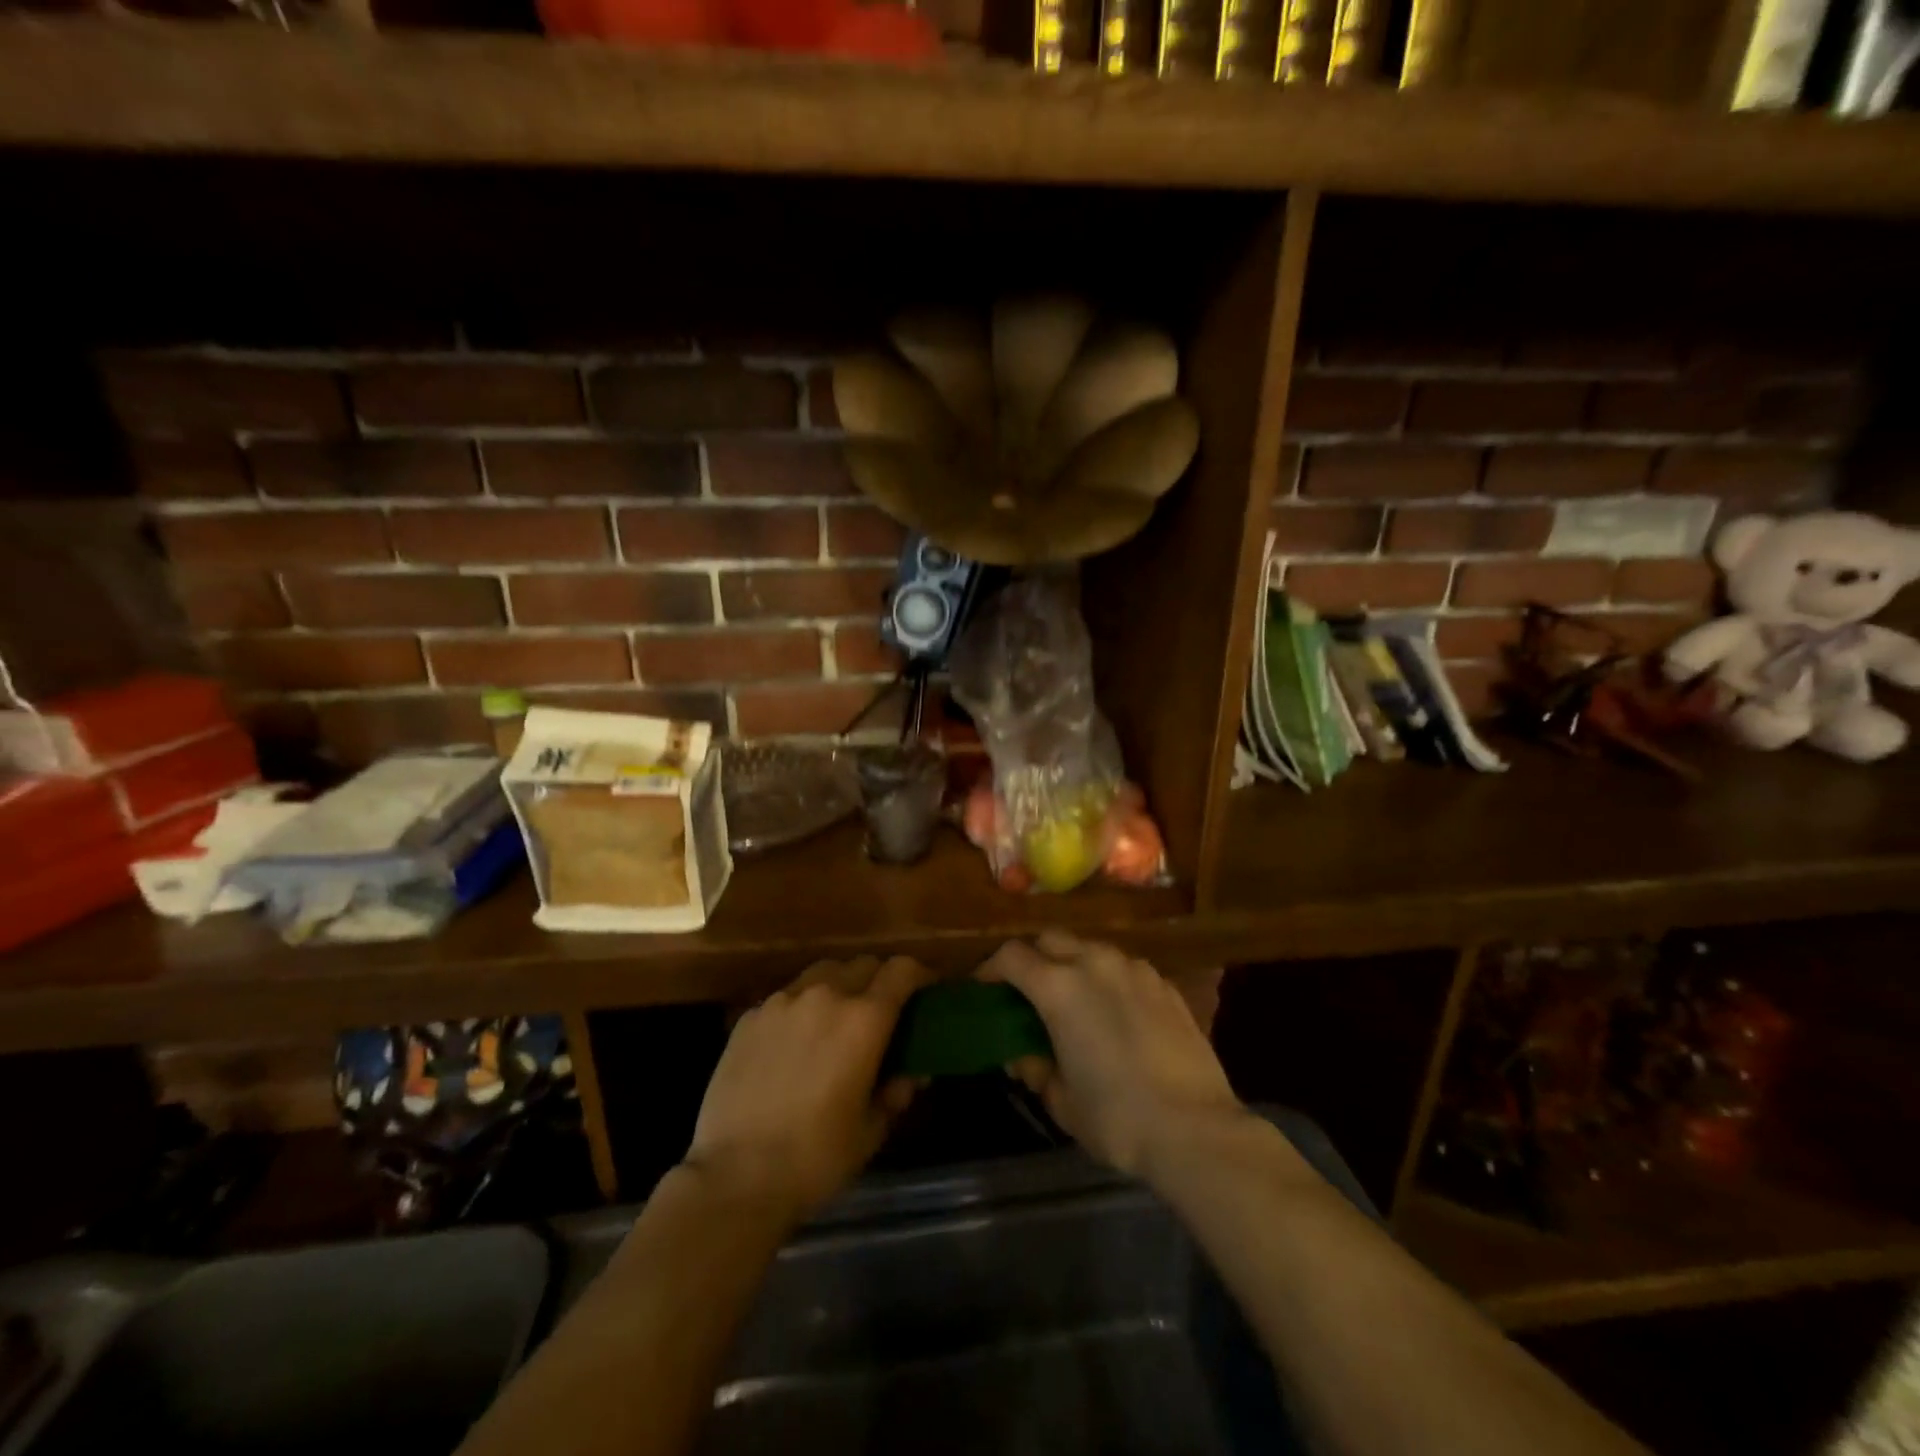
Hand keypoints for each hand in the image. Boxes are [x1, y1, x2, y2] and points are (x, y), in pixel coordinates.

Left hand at [684, 955, 932, 1223]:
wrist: (735, 1177)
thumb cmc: (815, 1158)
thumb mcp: (871, 1130)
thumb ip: (896, 1091)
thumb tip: (912, 1071)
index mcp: (864, 1019)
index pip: (902, 970)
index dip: (920, 975)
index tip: (926, 990)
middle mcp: (825, 995)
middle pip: (863, 964)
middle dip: (879, 980)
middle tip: (881, 1011)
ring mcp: (782, 1002)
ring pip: (822, 973)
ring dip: (839, 986)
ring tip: (835, 1019)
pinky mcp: (750, 1016)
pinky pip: (787, 997)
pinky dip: (801, 1007)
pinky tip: (794, 1042)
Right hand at [980, 932, 1245, 1181]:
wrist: (1196, 1129)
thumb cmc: (1117, 1119)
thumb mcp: (1061, 1101)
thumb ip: (1035, 1068)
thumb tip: (1024, 1055)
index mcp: (1059, 987)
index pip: (1011, 956)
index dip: (990, 969)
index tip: (984, 988)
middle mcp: (1094, 963)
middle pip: (1050, 939)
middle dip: (1033, 957)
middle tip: (1028, 991)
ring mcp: (1134, 969)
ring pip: (1090, 949)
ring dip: (1073, 965)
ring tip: (1075, 1001)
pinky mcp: (1164, 984)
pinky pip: (1124, 968)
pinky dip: (1109, 980)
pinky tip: (1116, 1014)